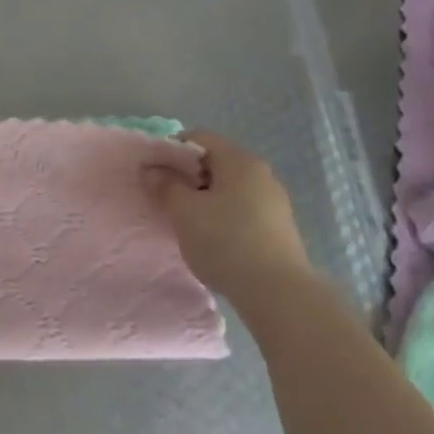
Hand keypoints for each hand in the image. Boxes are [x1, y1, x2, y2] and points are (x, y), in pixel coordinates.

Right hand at [152, 129, 313, 320]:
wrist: (279, 295)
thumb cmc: (225, 241)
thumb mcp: (183, 211)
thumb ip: (164, 186)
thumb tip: (153, 171)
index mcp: (238, 160)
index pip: (198, 138)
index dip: (171, 151)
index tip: (156, 175)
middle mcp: (260, 174)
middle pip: (215, 163)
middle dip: (187, 178)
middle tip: (168, 200)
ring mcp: (274, 202)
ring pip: (229, 189)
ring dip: (205, 200)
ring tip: (188, 224)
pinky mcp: (280, 230)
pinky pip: (243, 211)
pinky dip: (223, 218)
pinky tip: (214, 242)